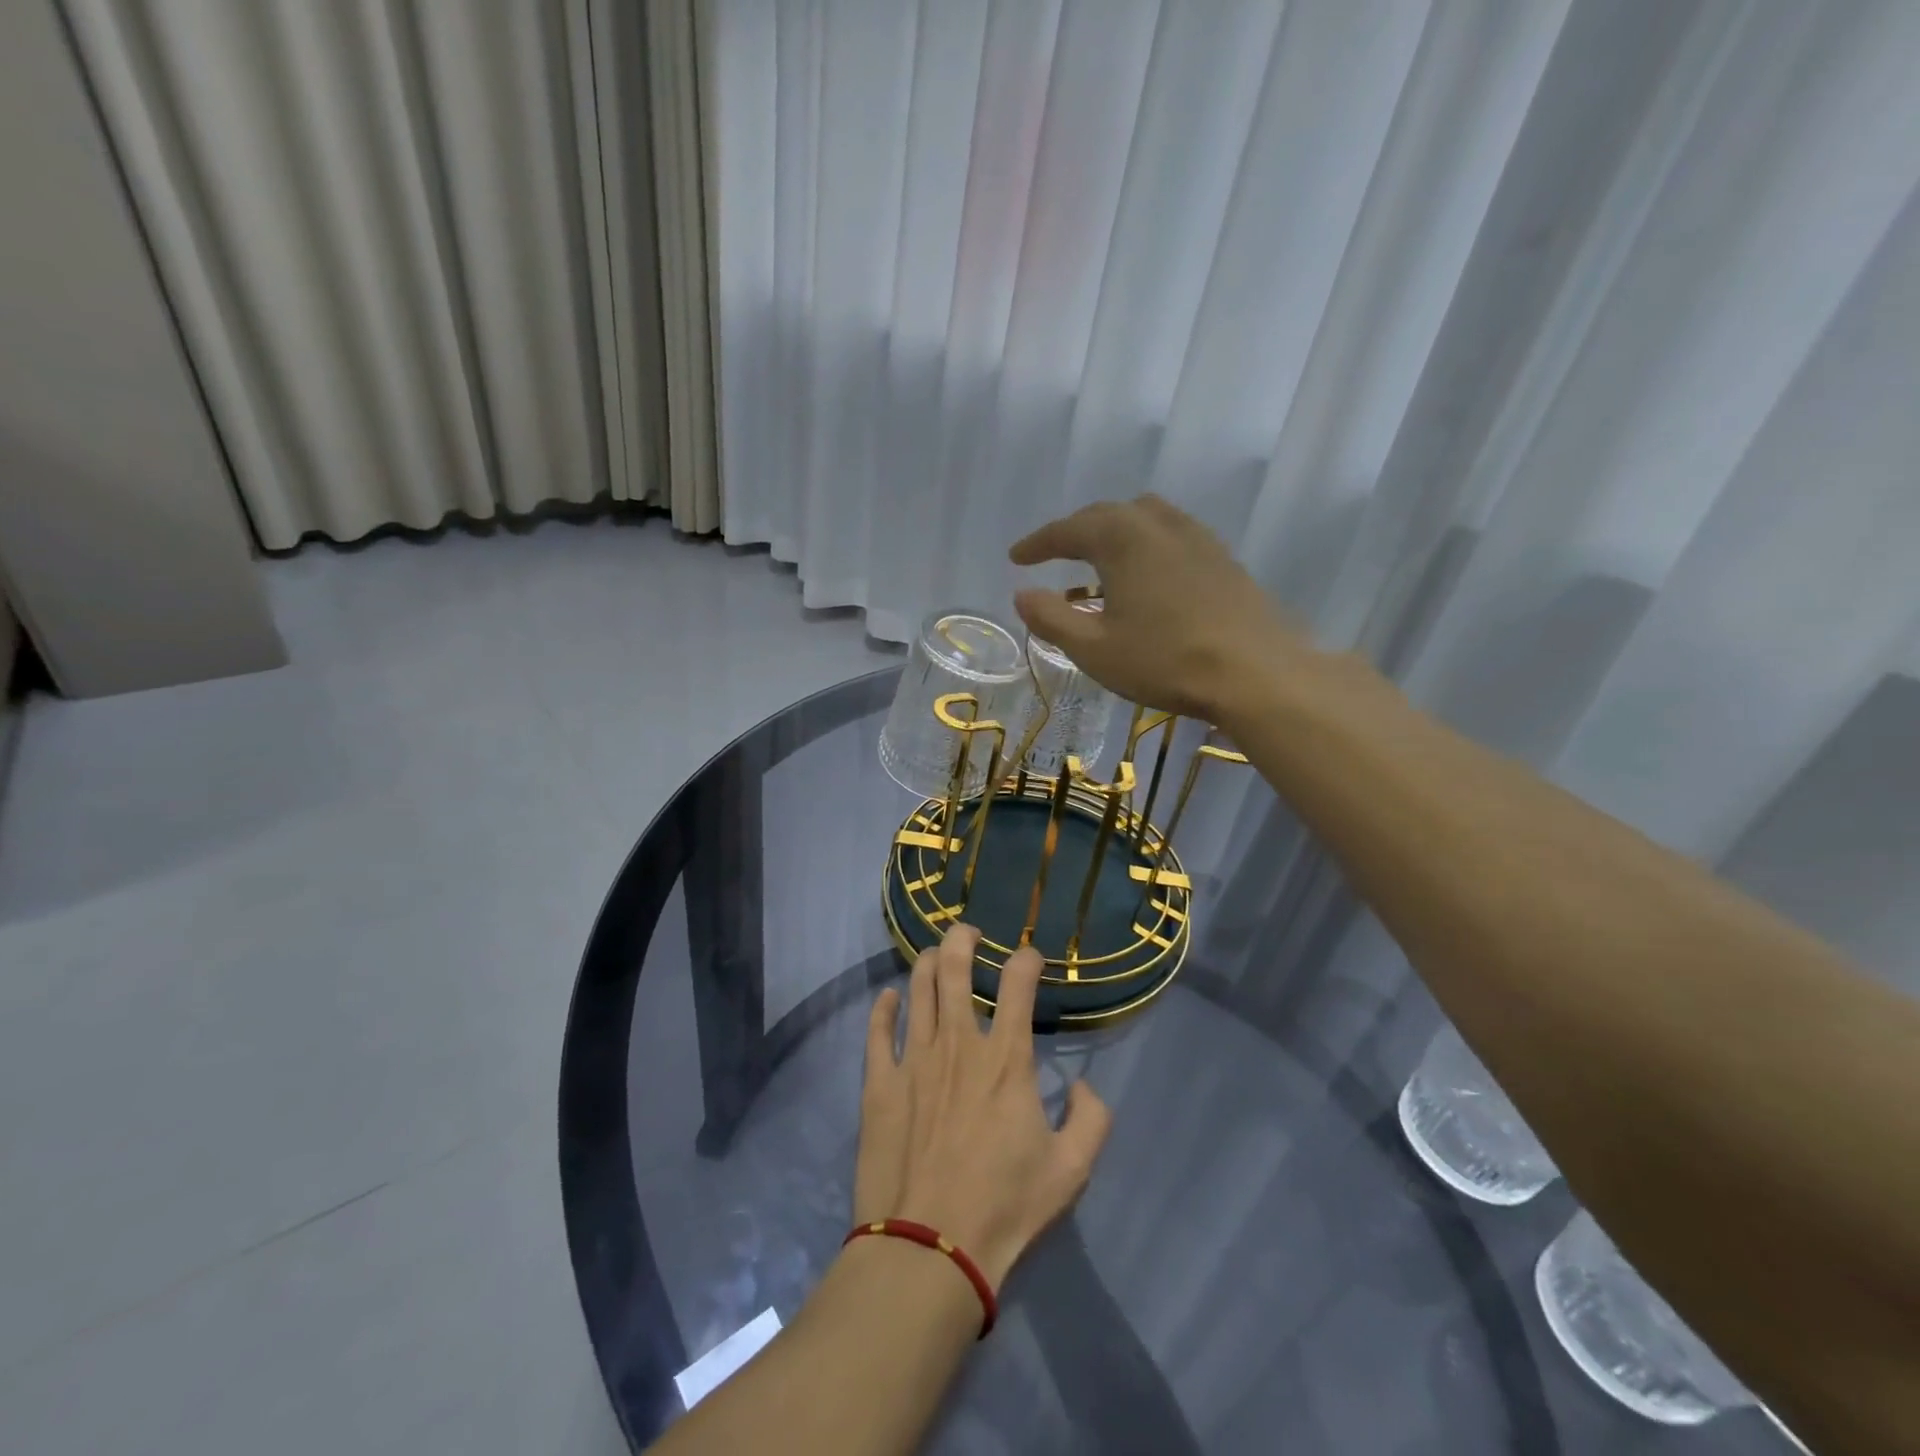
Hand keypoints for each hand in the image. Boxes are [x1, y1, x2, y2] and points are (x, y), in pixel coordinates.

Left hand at [854, 925, 1111, 1288]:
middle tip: (967, 932)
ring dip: (925, 962)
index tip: (1029, 957)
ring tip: (932, 953)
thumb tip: (1083, 1086)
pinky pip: (877, 1031)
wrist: (929, 1249)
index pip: (1018, 984)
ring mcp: (913, 1059)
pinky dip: (882, 1007)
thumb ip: (1091, 1119)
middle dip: (962, 939)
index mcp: (1006, 1059)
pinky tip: (887, 997)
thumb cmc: (1004, 1208)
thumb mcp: (1071, 1171)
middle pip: (954, 969)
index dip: (1026, 959)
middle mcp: (958, 1044)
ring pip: (916, 989)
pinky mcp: (879, 1083)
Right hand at [1008, 494, 1313, 720]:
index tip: (1016, 558)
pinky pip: (1172, 536)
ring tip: (1100, 561)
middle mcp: (1159, 524)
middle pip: (1107, 514)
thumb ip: (1052, 618)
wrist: (1256, 672)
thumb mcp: (1094, 648)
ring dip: (1114, 534)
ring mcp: (1197, 538)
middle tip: (1053, 554)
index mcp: (1122, 538)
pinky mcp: (1223, 558)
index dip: (1038, 543)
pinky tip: (1148, 577)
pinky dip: (1146, 546)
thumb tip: (1022, 594)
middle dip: (1075, 532)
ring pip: (1144, 519)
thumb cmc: (1165, 660)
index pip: (1069, 529)